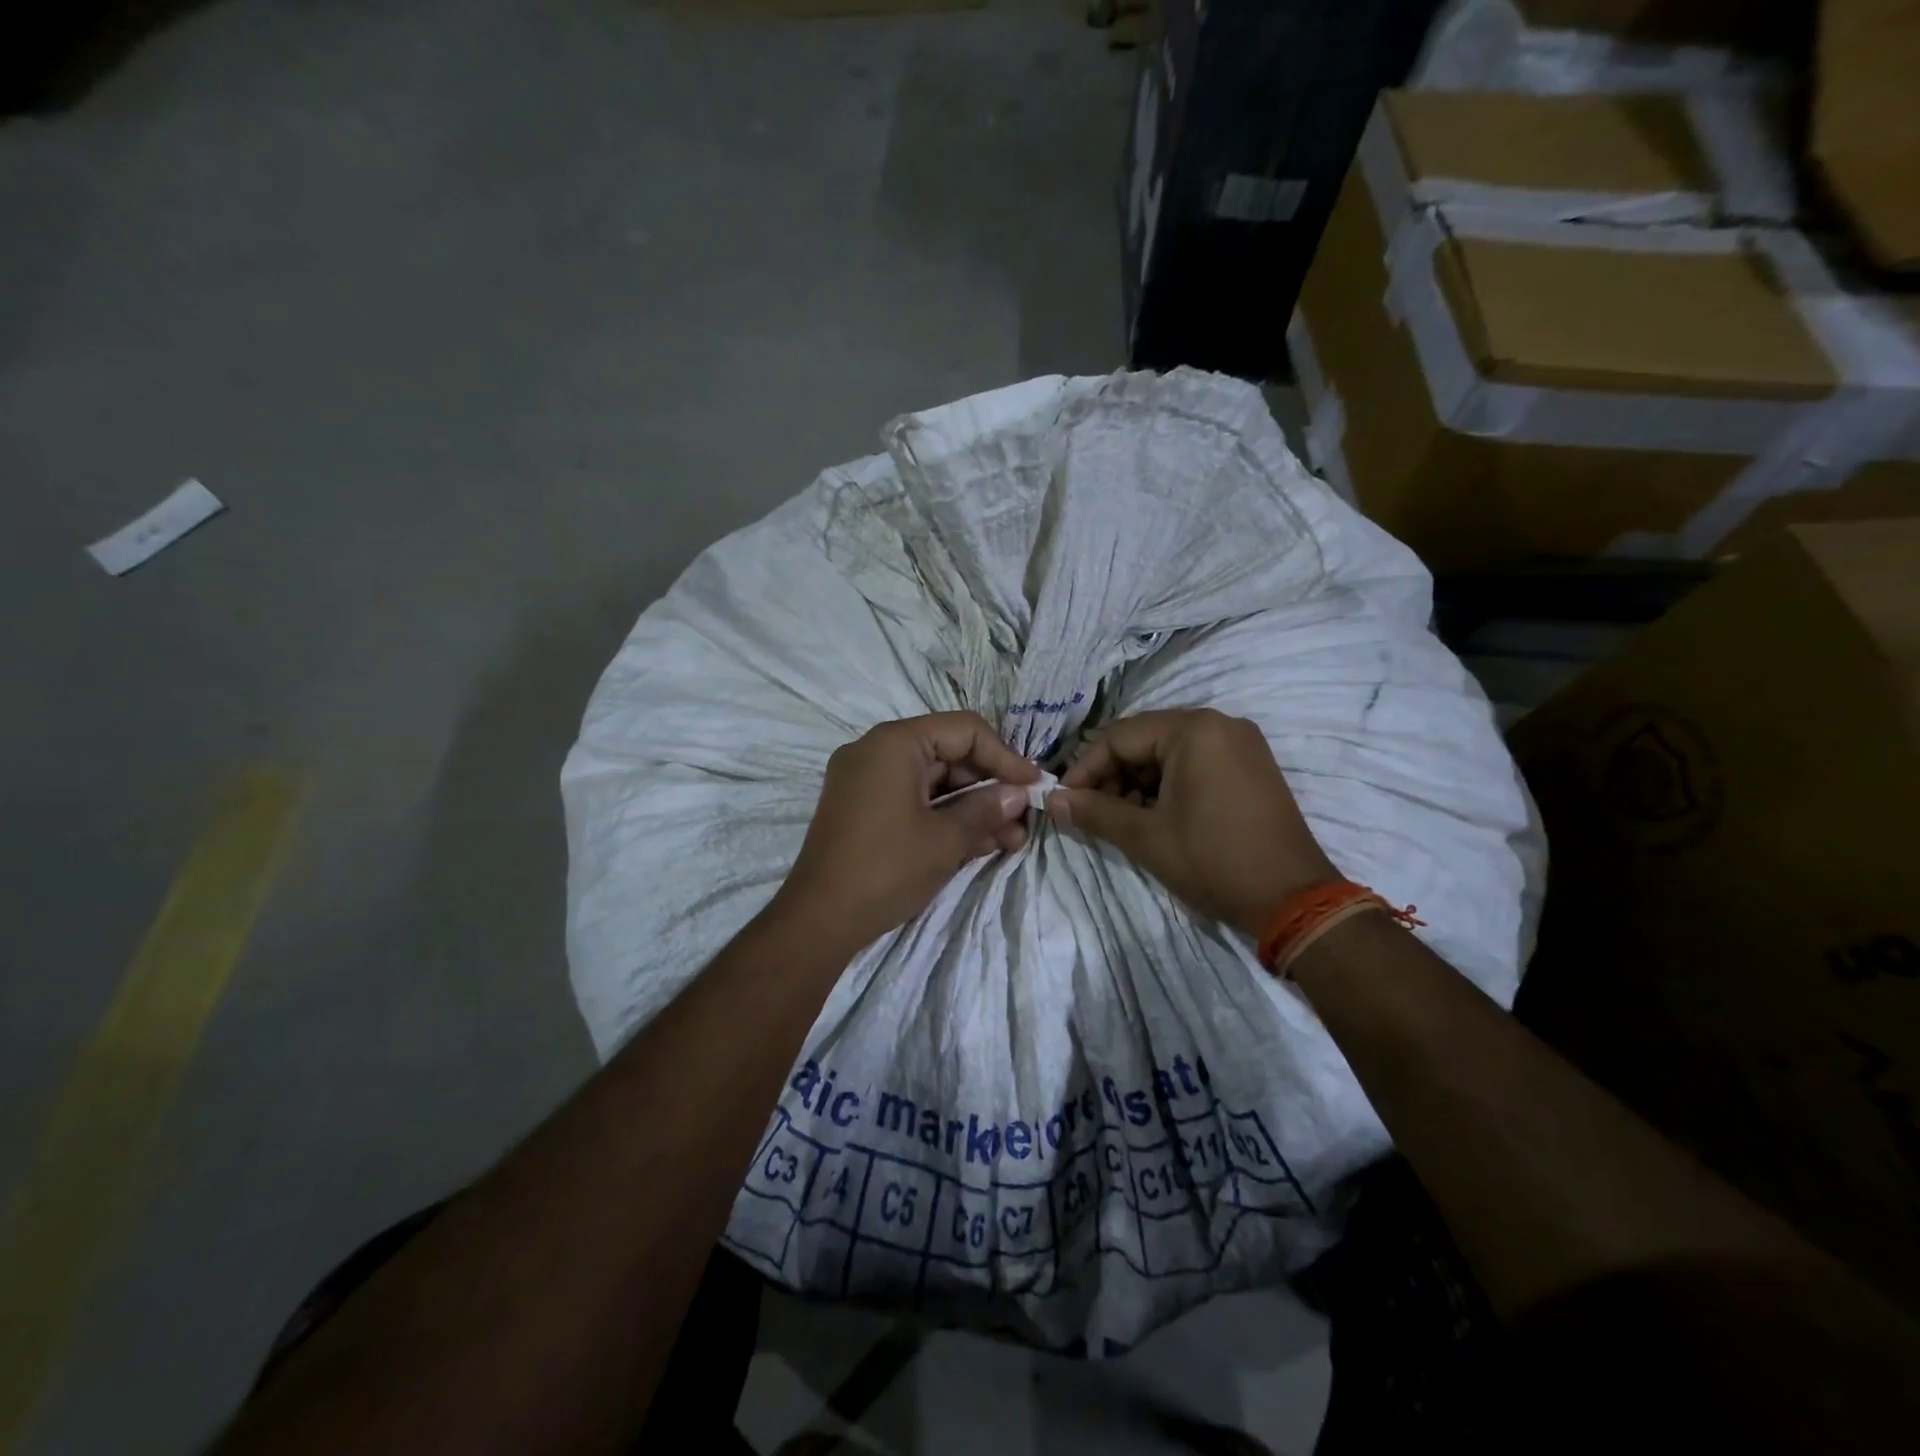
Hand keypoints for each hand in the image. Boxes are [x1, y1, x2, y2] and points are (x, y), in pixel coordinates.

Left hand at [772, 712, 1040, 953]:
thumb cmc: (886, 869)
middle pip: (948, 754)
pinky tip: (982, 843)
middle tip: (1023, 819)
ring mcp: (866, 781)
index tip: (1034, 785)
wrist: (818, 921)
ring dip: (972, 807)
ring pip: (933, 782)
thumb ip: (986, 809)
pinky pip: (913, 801)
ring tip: (1011, 840)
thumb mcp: (946, 839)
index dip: (1004, 756)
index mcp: (894, 743)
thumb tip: (1018, 794)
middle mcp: (876, 751)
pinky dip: (944, 817)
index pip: (964, 730)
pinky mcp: (863, 809)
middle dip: (990, 788)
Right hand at [1047, 708, 1334, 937]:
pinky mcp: (1251, 767)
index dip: (1086, 769)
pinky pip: (1196, 764)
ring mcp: (1241, 745)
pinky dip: (1168, 787)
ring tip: (1122, 822)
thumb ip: (1094, 812)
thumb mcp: (1146, 837)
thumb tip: (1053, 801)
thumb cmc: (1213, 861)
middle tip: (1092, 814)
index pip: (1119, 737)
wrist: (1294, 900)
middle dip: (1113, 777)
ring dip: (1138, 784)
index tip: (1065, 801)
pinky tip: (1156, 818)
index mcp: (1194, 730)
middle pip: (1145, 741)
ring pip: (1169, 754)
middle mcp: (1219, 725)